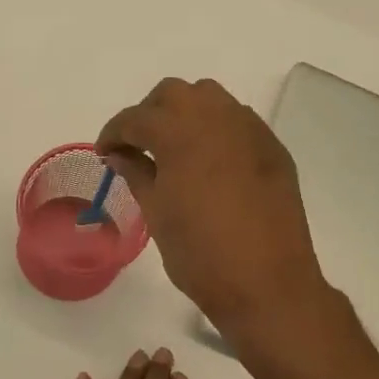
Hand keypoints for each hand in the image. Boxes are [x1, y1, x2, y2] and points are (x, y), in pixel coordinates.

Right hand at [99, 78, 329, 334]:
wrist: (267, 284)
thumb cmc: (201, 255)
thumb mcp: (157, 214)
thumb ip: (136, 173)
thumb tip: (119, 154)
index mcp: (181, 133)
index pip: (137, 118)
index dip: (114, 133)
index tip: (105, 153)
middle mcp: (218, 118)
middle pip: (174, 94)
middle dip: (150, 114)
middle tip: (138, 146)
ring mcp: (251, 131)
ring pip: (211, 99)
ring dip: (185, 114)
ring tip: (174, 150)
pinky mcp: (273, 149)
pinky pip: (238, 121)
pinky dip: (216, 129)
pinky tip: (209, 162)